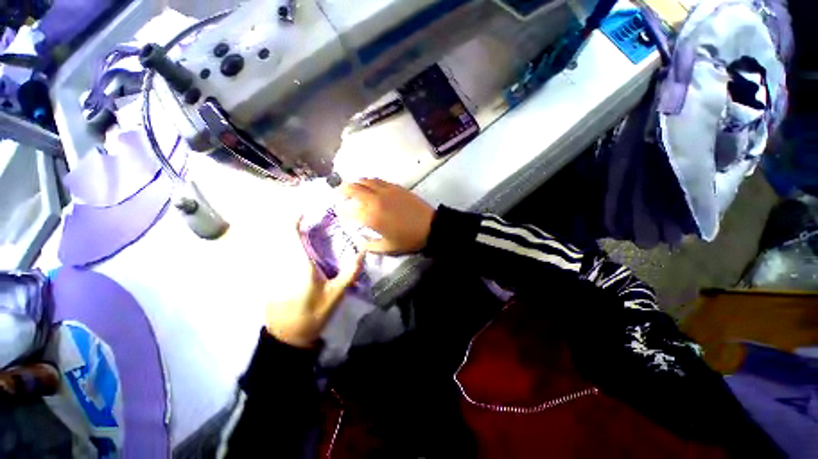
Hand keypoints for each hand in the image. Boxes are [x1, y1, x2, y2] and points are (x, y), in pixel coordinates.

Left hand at [264, 218, 364, 347]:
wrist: (287, 337)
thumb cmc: (313, 314)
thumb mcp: (336, 295)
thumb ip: (350, 273)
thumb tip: (362, 252)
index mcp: (299, 264)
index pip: (292, 235)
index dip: (295, 219)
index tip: (305, 209)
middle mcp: (283, 263)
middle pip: (284, 236)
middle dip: (296, 224)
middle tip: (313, 218)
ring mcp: (274, 271)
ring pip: (279, 245)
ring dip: (291, 235)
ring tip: (307, 230)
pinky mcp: (271, 278)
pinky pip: (277, 255)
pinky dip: (286, 247)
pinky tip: (299, 250)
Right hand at [337, 178, 434, 254]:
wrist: (430, 227)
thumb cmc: (408, 239)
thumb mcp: (387, 248)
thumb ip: (370, 246)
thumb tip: (360, 243)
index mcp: (371, 217)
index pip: (349, 210)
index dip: (342, 211)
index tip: (340, 212)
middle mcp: (375, 200)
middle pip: (353, 189)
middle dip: (343, 190)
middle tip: (340, 193)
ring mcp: (386, 191)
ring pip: (365, 181)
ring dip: (356, 183)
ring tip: (354, 187)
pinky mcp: (396, 187)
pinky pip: (378, 180)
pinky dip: (370, 181)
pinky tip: (370, 185)